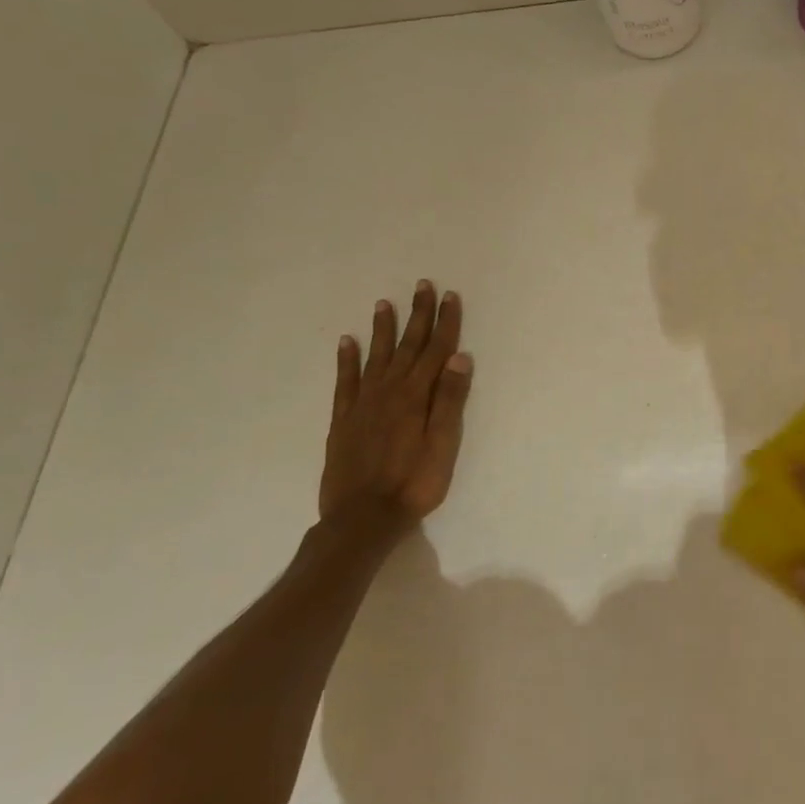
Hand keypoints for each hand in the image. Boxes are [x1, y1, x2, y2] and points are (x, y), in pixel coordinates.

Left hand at [320, 280, 474, 521]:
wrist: (362, 517)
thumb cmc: (414, 484)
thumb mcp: (443, 444)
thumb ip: (450, 400)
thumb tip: (460, 356)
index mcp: (417, 396)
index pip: (436, 350)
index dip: (445, 322)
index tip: (450, 296)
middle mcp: (389, 391)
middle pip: (408, 346)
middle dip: (418, 315)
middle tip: (422, 286)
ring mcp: (363, 403)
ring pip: (376, 356)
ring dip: (383, 329)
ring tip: (385, 303)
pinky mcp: (344, 419)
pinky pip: (345, 380)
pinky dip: (346, 359)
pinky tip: (347, 342)